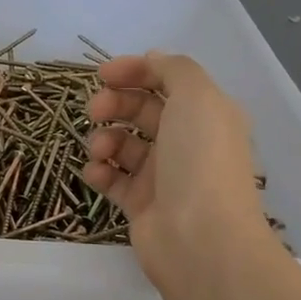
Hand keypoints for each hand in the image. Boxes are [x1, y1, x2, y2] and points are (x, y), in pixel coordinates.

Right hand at [82, 51, 276, 299]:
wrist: (200, 240)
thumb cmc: (199, 162)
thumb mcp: (197, 98)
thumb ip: (174, 69)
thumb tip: (152, 59)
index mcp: (205, 115)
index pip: (165, 81)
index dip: (134, 71)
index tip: (103, 74)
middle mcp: (185, 141)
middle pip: (140, 110)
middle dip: (114, 103)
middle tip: (95, 111)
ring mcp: (162, 175)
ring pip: (123, 143)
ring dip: (104, 138)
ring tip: (100, 151)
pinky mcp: (141, 204)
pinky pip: (112, 178)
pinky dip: (99, 171)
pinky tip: (96, 173)